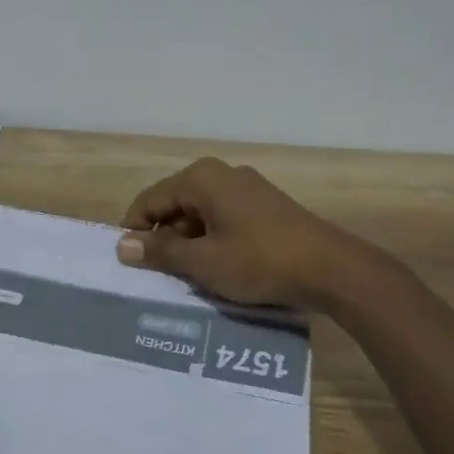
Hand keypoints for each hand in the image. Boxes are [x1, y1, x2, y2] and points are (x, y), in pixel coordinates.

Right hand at [115, 157, 371, 308]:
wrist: (331, 269)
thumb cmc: (259, 261)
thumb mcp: (203, 262)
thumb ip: (160, 252)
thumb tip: (122, 247)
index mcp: (201, 179)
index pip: (150, 200)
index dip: (135, 231)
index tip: (130, 265)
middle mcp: (221, 175)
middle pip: (174, 205)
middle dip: (163, 239)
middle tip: (157, 276)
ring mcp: (246, 189)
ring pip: (199, 215)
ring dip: (188, 244)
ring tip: (187, 278)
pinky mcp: (264, 207)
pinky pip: (223, 220)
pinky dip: (212, 242)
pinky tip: (216, 269)